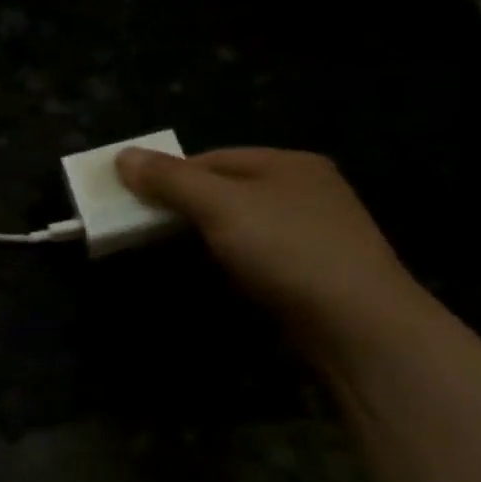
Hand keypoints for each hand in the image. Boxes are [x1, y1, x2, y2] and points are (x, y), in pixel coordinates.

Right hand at [115, 146, 424, 348]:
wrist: (358, 325)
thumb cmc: (287, 251)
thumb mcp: (221, 206)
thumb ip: (171, 180)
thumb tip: (122, 155)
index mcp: (288, 164)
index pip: (211, 159)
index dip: (168, 175)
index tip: (131, 200)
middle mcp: (303, 191)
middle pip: (225, 190)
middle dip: (183, 207)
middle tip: (142, 229)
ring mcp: (311, 234)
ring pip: (239, 225)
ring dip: (202, 237)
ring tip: (168, 254)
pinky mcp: (310, 272)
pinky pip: (255, 256)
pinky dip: (227, 261)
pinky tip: (212, 276)